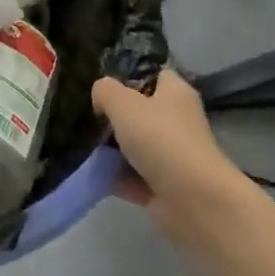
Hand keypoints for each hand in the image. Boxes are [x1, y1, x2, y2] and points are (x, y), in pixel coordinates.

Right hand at [93, 68, 243, 240]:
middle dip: (114, 116)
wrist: (192, 201)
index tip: (103, 85)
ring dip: (111, 149)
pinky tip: (91, 171)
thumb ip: (105, 91)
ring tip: (82, 144)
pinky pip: (132, 176)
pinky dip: (115, 176)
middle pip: (140, 112)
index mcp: (176, 93)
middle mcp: (177, 121)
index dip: (129, 76)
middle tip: (88, 117)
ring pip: (135, 146)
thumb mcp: (122, 102)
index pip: (154, 74)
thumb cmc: (160, 139)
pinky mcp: (164, 186)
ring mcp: (172, 156)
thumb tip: (100, 97)